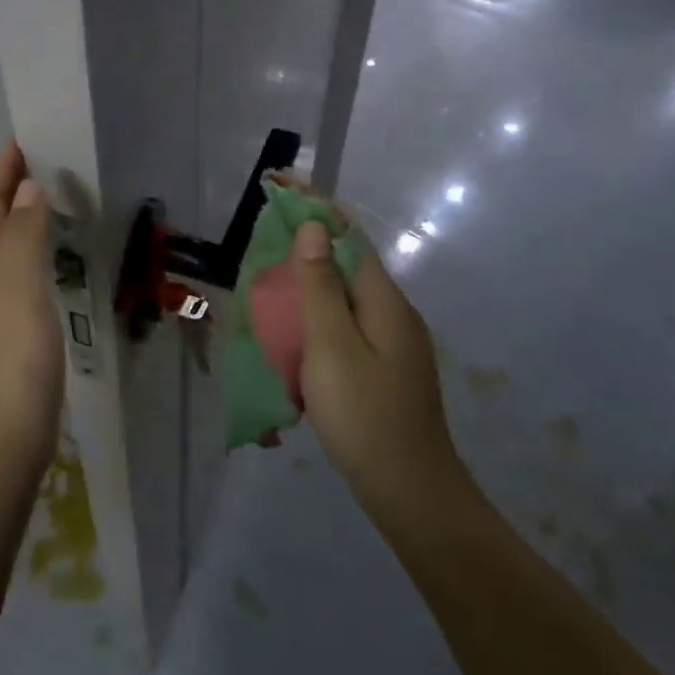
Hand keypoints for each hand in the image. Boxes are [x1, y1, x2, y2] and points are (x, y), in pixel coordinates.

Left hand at [0, 141, 64, 477]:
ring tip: (32, 202)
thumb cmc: (13, 365)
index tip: (23, 139)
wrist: (1, 445)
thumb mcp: (18, 292)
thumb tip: (26, 187)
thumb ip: (22, 239)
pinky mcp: (3, 335)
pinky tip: (36, 263)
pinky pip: (6, 274)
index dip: (1, 172)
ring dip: (3, 217)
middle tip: (24, 165)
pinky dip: (17, 251)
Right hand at [291, 219, 460, 507]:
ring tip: (270, 272)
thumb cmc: (365, 416)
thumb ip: (320, 286)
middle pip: (347, 260)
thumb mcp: (332, 346)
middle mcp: (393, 312)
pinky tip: (295, 327)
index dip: (314, 204)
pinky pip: (344, 322)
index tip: (279, 182)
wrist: (410, 492)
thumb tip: (312, 228)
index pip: (348, 234)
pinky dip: (316, 310)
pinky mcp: (382, 367)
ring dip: (310, 275)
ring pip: (344, 294)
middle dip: (307, 237)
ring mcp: (391, 342)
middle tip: (264, 229)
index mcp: (384, 300)